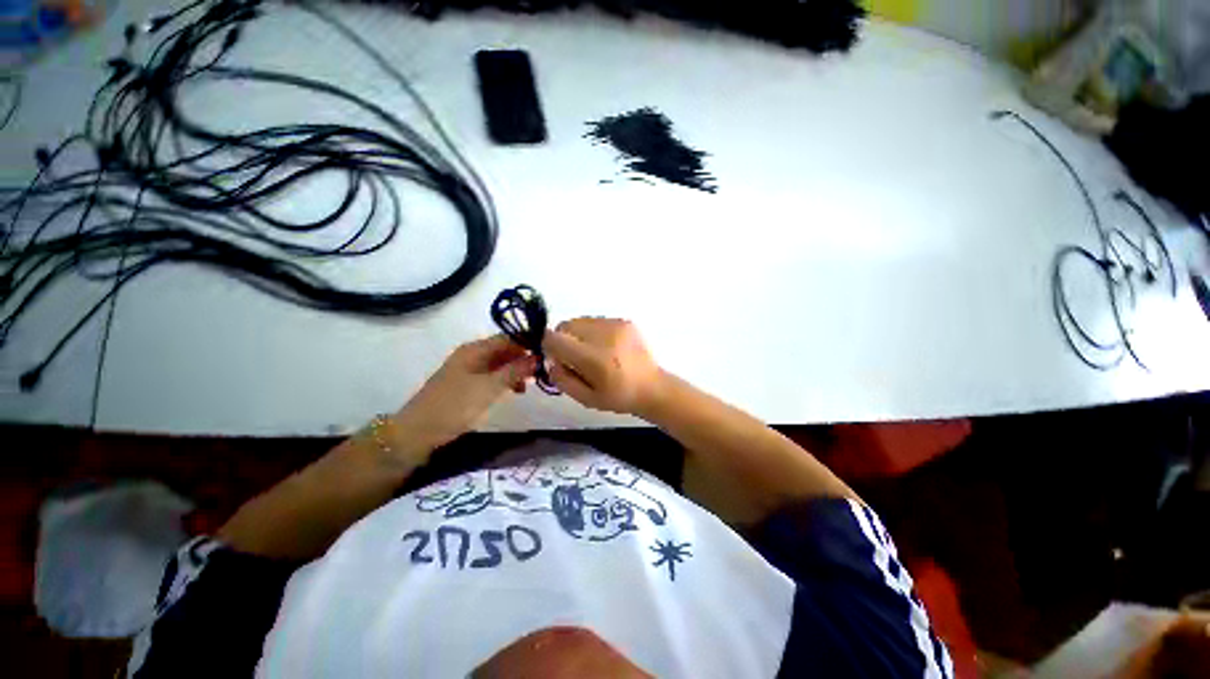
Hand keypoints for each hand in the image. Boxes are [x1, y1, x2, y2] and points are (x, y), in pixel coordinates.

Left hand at [394, 335, 536, 457]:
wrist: (417, 432)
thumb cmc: (455, 405)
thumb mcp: (489, 388)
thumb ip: (515, 371)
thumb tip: (538, 357)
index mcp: (475, 349)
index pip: (509, 337)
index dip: (529, 342)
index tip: (549, 352)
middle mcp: (472, 354)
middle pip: (505, 349)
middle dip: (524, 358)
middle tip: (542, 371)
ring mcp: (469, 369)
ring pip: (500, 363)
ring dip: (516, 370)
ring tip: (530, 384)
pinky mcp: (467, 384)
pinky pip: (492, 375)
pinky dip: (505, 380)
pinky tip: (515, 391)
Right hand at [542, 318, 663, 415]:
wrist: (652, 387)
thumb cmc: (618, 397)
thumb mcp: (585, 398)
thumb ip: (562, 379)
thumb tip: (551, 360)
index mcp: (593, 359)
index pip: (555, 338)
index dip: (550, 347)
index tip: (558, 359)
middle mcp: (603, 336)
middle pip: (566, 325)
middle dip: (563, 339)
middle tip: (575, 357)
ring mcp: (616, 325)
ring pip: (580, 321)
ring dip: (579, 335)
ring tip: (594, 353)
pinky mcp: (624, 321)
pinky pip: (596, 320)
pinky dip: (594, 332)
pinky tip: (607, 347)